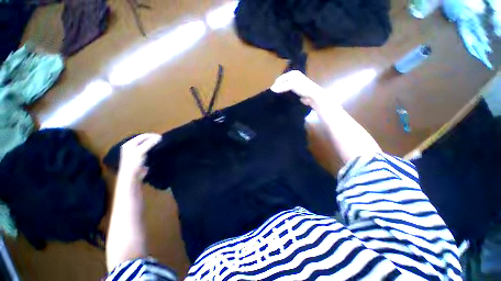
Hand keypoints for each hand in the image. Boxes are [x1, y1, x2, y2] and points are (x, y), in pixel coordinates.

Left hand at [119, 133, 161, 180]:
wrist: (133, 177)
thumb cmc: (134, 163)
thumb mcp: (140, 151)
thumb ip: (149, 143)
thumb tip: (159, 137)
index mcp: (129, 144)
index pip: (142, 136)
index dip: (151, 135)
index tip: (161, 136)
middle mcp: (132, 147)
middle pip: (144, 141)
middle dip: (153, 140)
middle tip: (162, 140)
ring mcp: (137, 153)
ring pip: (147, 146)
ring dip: (154, 145)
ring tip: (162, 145)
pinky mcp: (142, 158)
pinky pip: (149, 151)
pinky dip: (154, 150)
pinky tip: (158, 151)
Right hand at [271, 71, 327, 107]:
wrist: (313, 96)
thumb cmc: (302, 87)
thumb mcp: (291, 85)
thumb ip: (281, 86)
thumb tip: (272, 89)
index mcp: (293, 73)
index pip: (280, 78)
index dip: (276, 84)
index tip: (272, 92)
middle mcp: (294, 77)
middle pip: (282, 82)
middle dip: (278, 88)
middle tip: (274, 95)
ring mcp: (295, 84)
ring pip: (285, 87)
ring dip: (281, 92)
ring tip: (277, 97)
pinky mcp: (296, 91)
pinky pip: (288, 91)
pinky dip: (285, 94)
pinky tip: (283, 98)